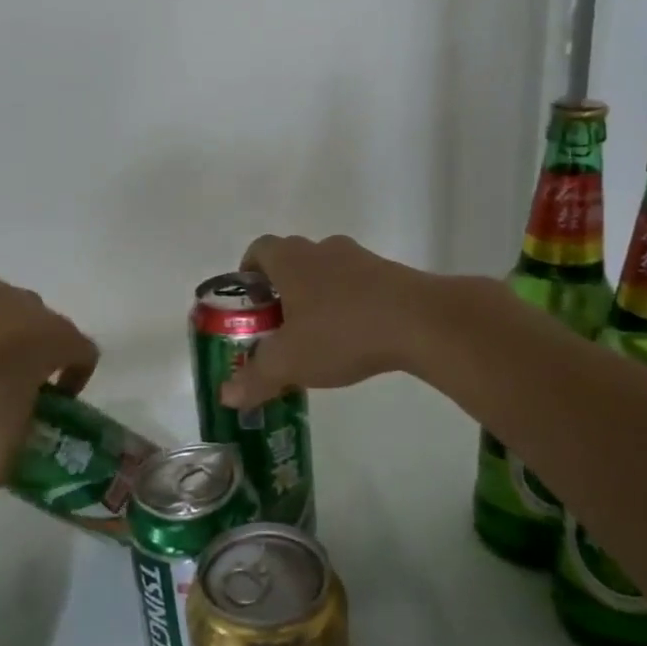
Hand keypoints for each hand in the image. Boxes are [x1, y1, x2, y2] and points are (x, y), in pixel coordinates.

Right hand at [218, 235, 435, 409]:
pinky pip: (359, 285)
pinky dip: (350, 305)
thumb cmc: (341, 332)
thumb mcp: (289, 362)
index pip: (258, 249)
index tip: (250, 302)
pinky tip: (355, 337)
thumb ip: (255, 378)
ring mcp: (360, 259)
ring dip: (319, 297)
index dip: (248, 273)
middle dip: (282, 290)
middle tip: (279, 326)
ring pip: (328, 272)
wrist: (420, 321)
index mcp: (291, 260)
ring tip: (318, 336)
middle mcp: (323, 250)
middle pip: (293, 260)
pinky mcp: (391, 274)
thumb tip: (226, 396)